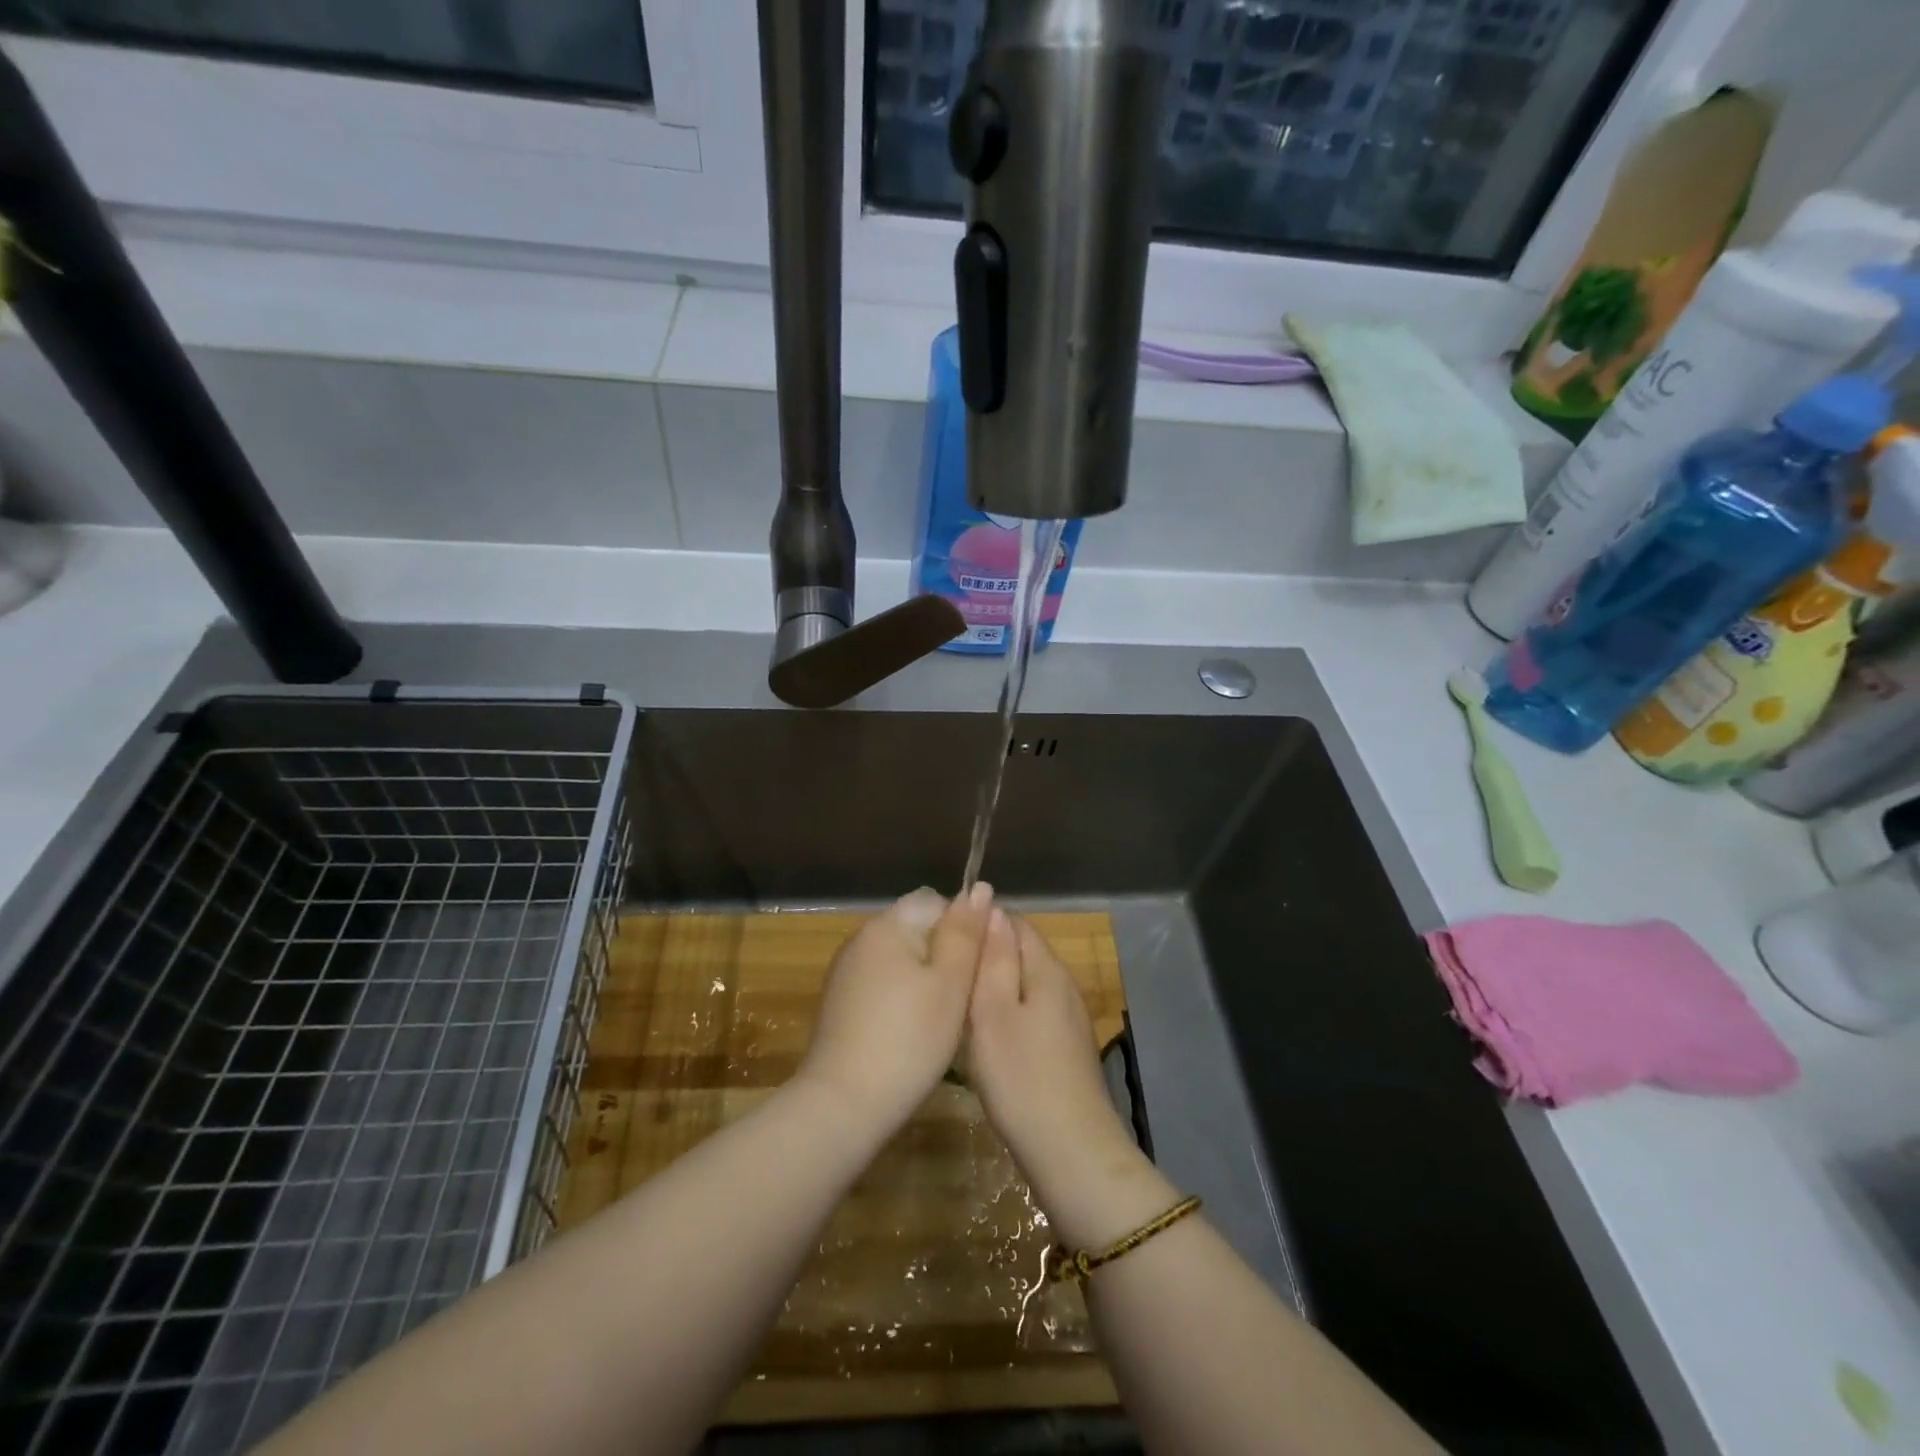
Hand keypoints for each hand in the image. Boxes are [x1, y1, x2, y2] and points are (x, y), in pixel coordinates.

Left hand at [796, 884, 993, 1140]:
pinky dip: (901, 999)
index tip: (977, 967)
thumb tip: (979, 888)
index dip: (963, 928)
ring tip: (941, 1020)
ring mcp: (846, 971)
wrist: (843, 1104)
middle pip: (916, 930)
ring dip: (924, 980)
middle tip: (964, 998)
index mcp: (887, 925)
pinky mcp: (839, 1003)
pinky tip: (911, 1033)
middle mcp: (861, 938)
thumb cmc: (909, 1039)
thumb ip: (965, 933)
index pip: (935, 902)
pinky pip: (881, 984)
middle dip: (944, 956)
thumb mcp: (950, 984)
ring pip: (900, 960)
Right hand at [966, 909, 1159, 1244]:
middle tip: (947, 976)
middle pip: (1022, 952)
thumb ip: (993, 959)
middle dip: (986, 956)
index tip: (947, 942)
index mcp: (1047, 970)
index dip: (980, 924)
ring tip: (959, 1004)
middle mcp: (1064, 985)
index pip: (1015, 923)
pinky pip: (1033, 1012)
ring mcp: (1069, 1018)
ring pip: (1026, 984)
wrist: (1071, 1153)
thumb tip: (992, 910)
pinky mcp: (1067, 1048)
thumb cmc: (1022, 1078)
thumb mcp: (993, 1013)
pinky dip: (1008, 1014)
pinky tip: (987, 1037)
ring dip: (996, 987)